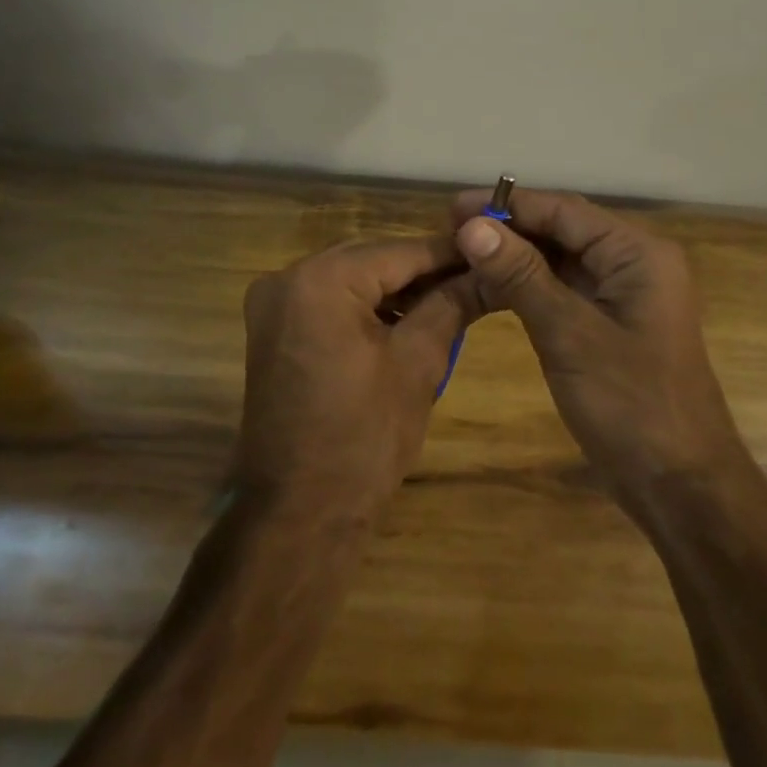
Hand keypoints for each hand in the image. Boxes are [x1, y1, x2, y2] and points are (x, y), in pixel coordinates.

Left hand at [238, 236, 473, 524]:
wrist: (298, 514)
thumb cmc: (362, 438)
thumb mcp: (417, 363)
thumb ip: (452, 305)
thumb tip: (489, 272)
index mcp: (320, 280)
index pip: (400, 251)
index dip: (450, 254)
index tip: (493, 253)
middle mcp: (287, 278)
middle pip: (372, 261)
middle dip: (424, 271)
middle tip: (477, 278)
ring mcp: (273, 305)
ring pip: (351, 280)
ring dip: (397, 290)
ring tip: (452, 300)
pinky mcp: (273, 331)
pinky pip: (330, 303)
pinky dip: (367, 309)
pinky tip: (407, 321)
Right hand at [451, 188, 747, 506]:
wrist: (680, 486)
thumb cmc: (631, 404)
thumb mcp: (569, 334)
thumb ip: (521, 275)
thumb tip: (472, 226)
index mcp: (636, 254)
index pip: (563, 211)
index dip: (507, 206)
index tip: (453, 208)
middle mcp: (632, 263)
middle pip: (561, 231)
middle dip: (507, 229)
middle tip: (449, 232)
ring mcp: (621, 295)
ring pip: (559, 261)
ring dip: (513, 257)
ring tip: (460, 255)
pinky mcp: (608, 324)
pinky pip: (562, 290)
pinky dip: (526, 287)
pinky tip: (489, 288)